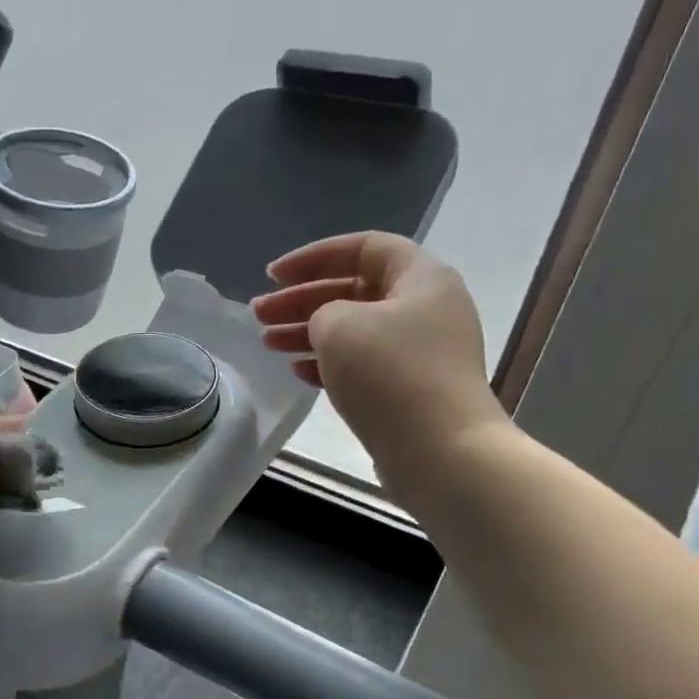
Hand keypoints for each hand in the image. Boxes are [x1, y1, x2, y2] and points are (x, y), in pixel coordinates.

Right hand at [253, 231, 509, 495]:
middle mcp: (425, 308)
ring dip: (308, 332)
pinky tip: (298, 373)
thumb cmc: (390, 374)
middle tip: (259, 315)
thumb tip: (327, 327)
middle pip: (354, 291)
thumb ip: (322, 311)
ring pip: (354, 330)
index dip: (313, 257)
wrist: (440, 450)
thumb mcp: (340, 325)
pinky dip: (328, 363)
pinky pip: (362, 364)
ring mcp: (419, 352)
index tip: (272, 276)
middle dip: (301, 300)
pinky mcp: (409, 389)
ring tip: (268, 343)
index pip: (363, 248)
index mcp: (420, 278)